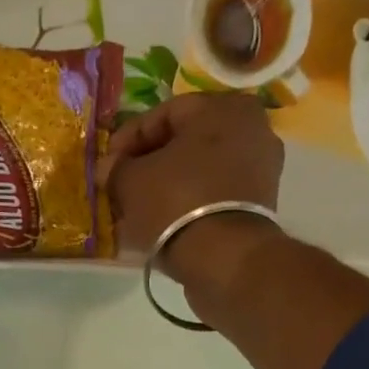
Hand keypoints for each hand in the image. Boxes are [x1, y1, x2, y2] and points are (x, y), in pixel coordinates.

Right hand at [104, 92, 285, 291]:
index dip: (129, 139)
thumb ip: (117, 168)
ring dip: (168, 190)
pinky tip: (163, 226)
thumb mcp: (132, 181)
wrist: (225, 261)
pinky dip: (188, 208)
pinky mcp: (258, 210)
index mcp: (225, 107)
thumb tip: (109, 168)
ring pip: (200, 174)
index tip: (108, 164)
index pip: (165, 114)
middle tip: (122, 188)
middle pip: (186, 145)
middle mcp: (252, 131)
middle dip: (150, 166)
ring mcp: (260, 172)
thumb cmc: (177, 203)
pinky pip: (213, 199)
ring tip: (138, 213)